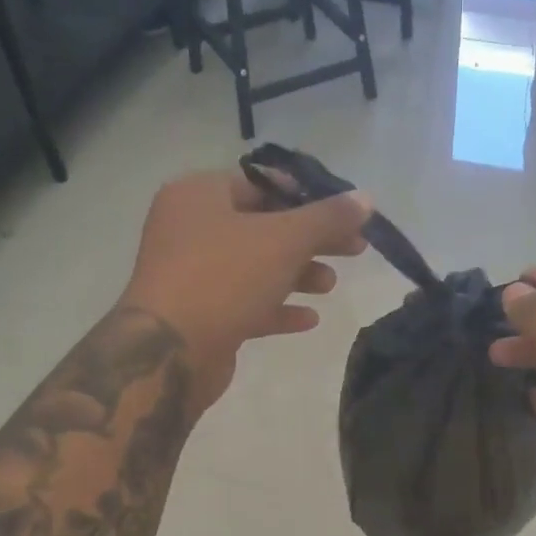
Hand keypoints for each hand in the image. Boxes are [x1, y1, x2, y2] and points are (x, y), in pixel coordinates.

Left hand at [120, 170, 371, 412]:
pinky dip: (277, 308)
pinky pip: (245, 303)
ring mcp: (192, 274)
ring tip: (330, 286)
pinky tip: (309, 319)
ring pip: (255, 267)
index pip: (262, 184)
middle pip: (264, 227)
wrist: (170, 351)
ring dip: (297, 275)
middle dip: (310, 240)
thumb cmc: (224, 278)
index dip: (308, 197)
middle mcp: (190, 228)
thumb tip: (366, 198)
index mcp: (200, 195)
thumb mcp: (284, 240)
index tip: (345, 216)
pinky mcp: (200, 314)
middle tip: (354, 251)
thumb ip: (327, 218)